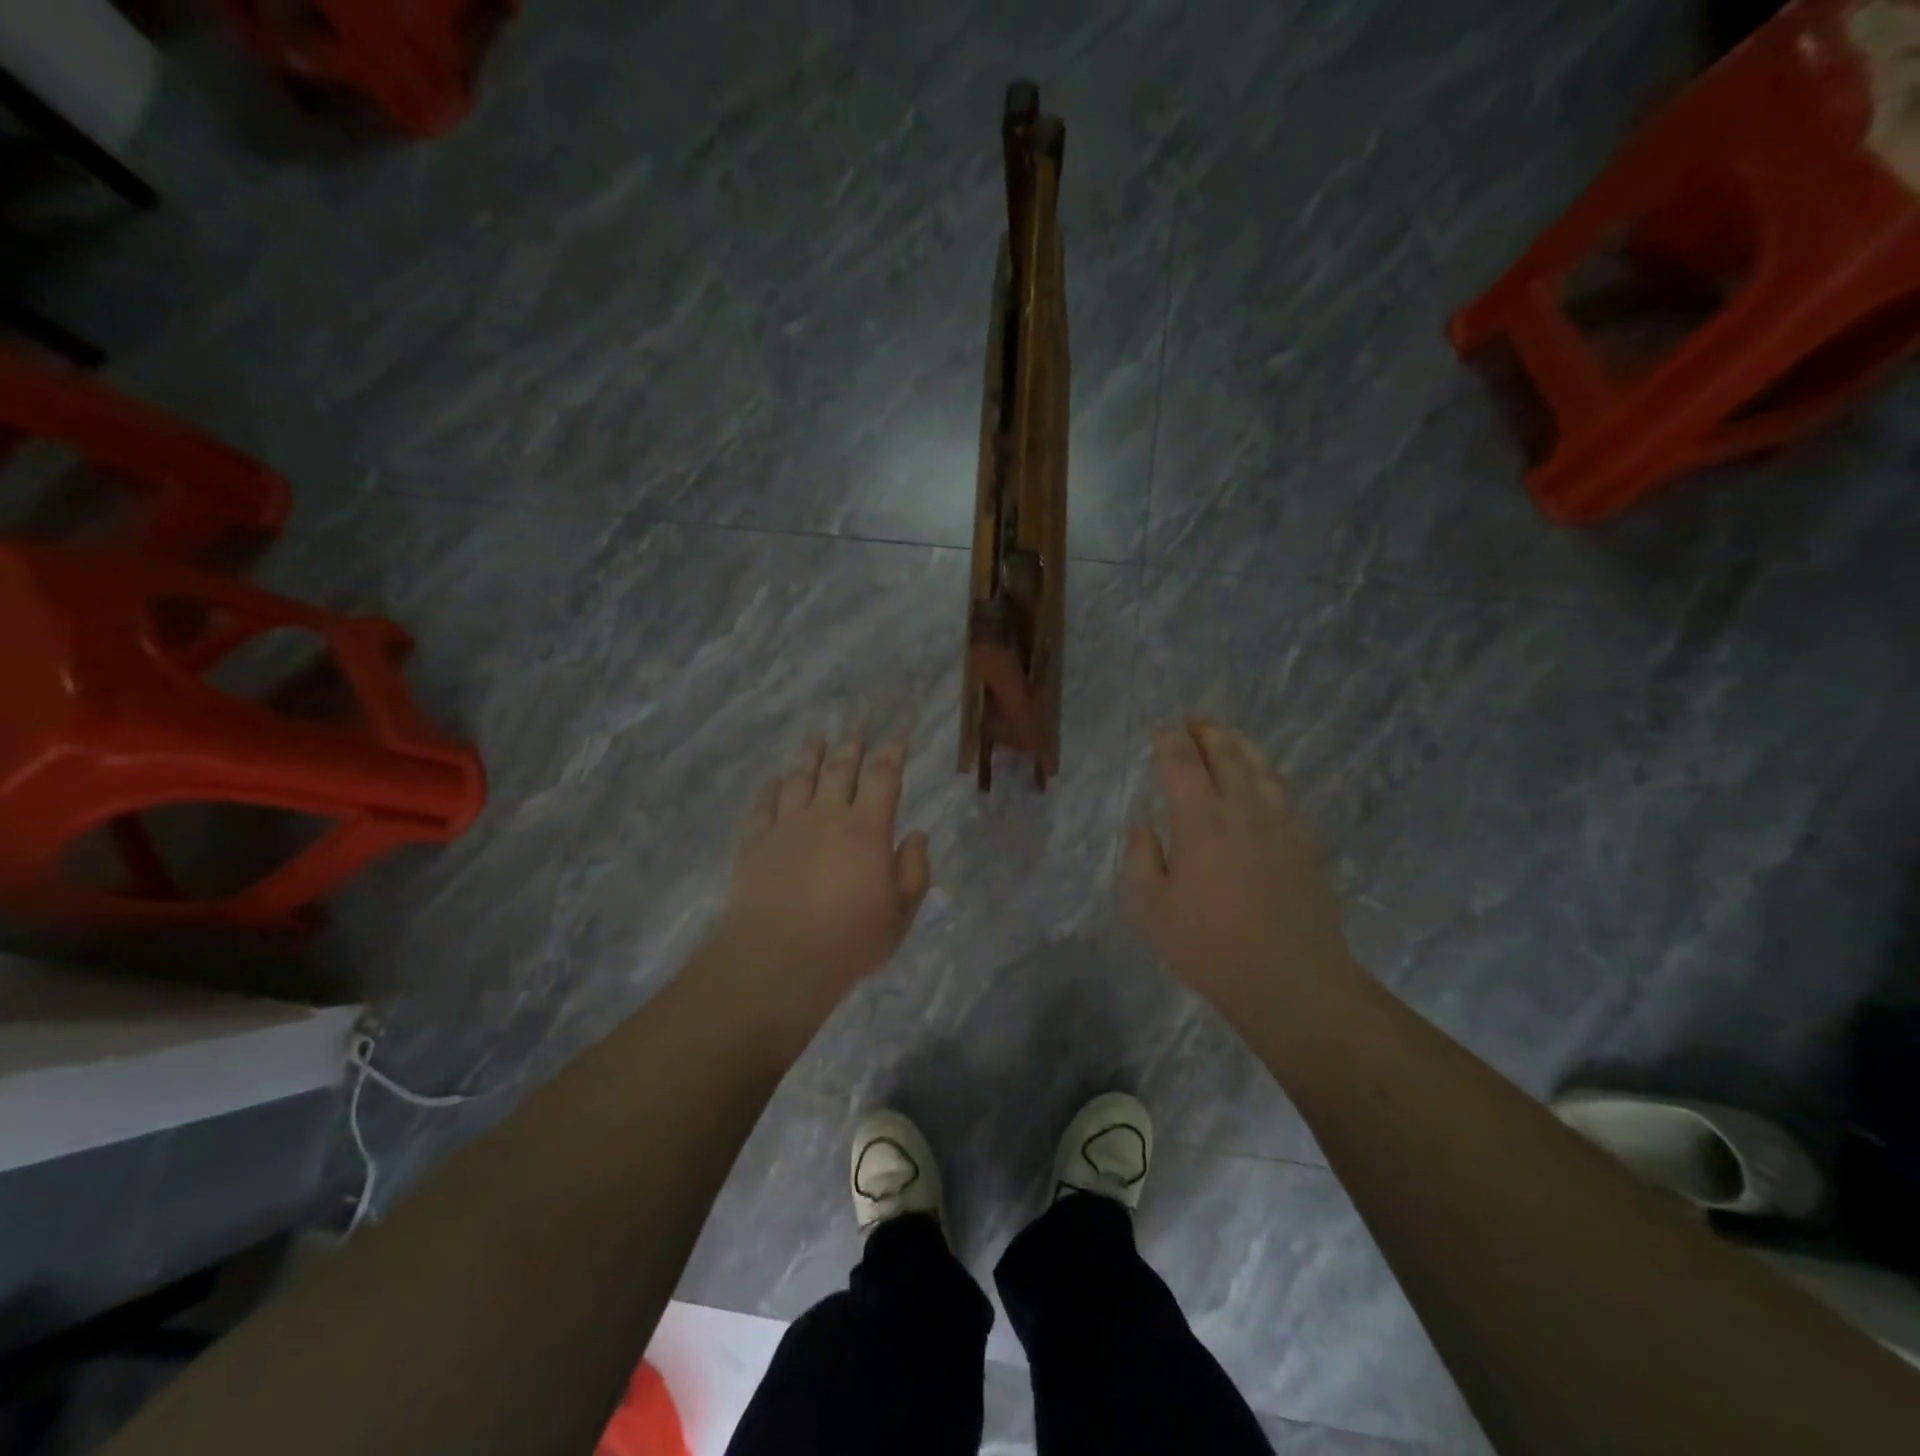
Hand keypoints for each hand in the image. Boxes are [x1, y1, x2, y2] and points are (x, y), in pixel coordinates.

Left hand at [711, 735, 930, 1022]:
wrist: (777, 958)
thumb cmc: (849, 939)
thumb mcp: (901, 913)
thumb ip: (914, 869)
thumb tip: (916, 834)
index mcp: (867, 828)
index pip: (883, 776)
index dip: (893, 749)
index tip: (900, 729)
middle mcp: (827, 815)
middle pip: (840, 767)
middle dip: (853, 739)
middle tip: (859, 716)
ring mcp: (787, 825)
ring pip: (800, 777)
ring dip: (811, 754)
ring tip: (817, 735)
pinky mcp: (756, 841)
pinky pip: (764, 804)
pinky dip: (773, 787)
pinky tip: (776, 779)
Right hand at [1126, 721, 1359, 1020]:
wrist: (1290, 980)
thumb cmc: (1208, 945)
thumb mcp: (1149, 908)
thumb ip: (1140, 858)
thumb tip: (1143, 826)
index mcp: (1200, 819)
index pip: (1182, 762)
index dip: (1170, 741)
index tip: (1161, 731)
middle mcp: (1243, 809)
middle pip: (1227, 754)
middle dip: (1208, 732)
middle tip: (1194, 722)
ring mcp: (1281, 824)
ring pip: (1262, 768)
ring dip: (1241, 747)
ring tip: (1228, 740)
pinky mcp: (1306, 844)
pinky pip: (1284, 795)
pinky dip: (1267, 778)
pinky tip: (1263, 787)